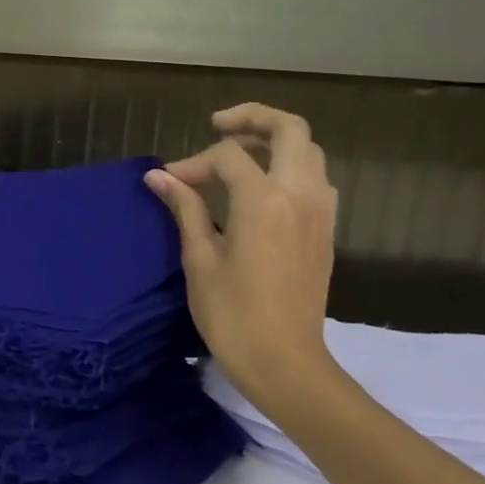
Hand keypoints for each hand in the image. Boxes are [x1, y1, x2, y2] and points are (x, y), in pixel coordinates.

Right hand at [144, 103, 338, 404]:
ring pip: (309, 151)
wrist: (287, 365)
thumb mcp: (200, 259)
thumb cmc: (234, 315)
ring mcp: (320, 213)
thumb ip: (185, 208)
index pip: (227, 156)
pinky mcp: (326, 231)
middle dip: (252, 117)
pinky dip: (291, 166)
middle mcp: (300, 196)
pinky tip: (262, 186)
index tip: (169, 182)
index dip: (193, 162)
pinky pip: (316, 178)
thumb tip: (158, 176)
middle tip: (218, 125)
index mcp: (264, 201)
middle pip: (289, 129)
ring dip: (275, 140)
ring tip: (239, 152)